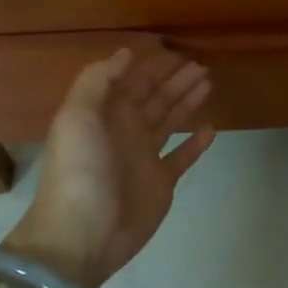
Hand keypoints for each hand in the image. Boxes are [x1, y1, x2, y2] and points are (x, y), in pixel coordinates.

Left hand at [3, 49, 216, 287]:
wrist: (81, 236)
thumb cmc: (79, 172)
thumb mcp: (77, 118)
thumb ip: (98, 81)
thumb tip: (126, 53)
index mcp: (105, 115)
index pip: (133, 82)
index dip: (152, 67)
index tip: (176, 51)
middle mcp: (126, 131)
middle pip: (155, 98)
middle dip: (176, 80)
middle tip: (201, 65)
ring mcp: (145, 158)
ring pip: (170, 121)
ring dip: (187, 101)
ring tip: (208, 83)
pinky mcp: (161, 183)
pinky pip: (182, 157)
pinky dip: (196, 143)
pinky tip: (210, 128)